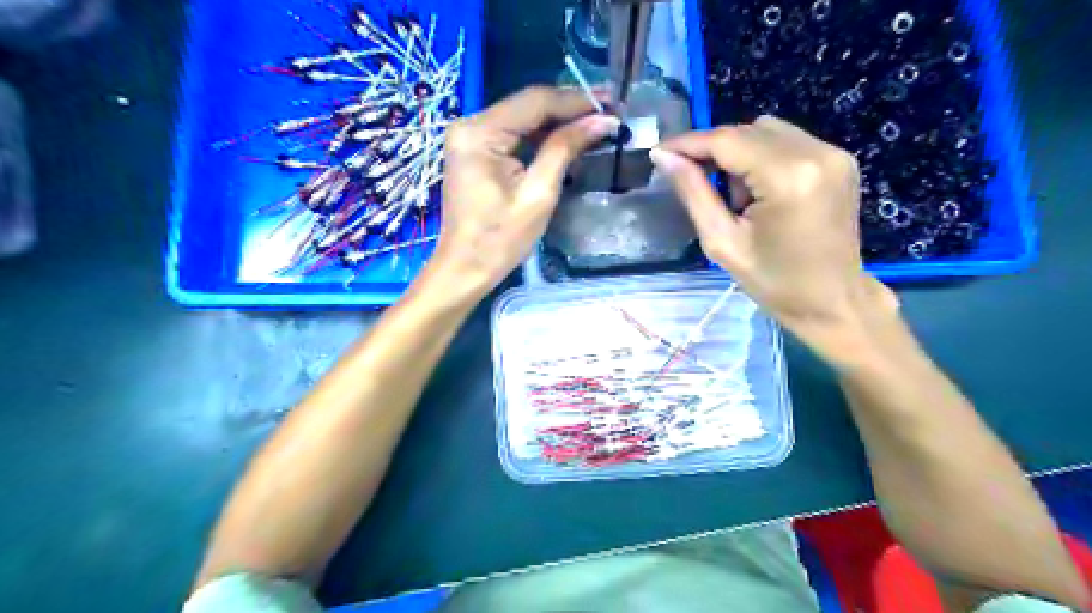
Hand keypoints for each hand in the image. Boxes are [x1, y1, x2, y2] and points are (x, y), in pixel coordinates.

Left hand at [427, 85, 618, 301]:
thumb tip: (602, 120)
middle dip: (569, 108)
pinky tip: (566, 136)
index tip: (611, 103)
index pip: (534, 101)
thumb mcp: (538, 194)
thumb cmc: (501, 239)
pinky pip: (513, 134)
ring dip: (557, 120)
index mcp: (479, 133)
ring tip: (595, 121)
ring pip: (522, 118)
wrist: (466, 268)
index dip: (576, 100)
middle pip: (527, 105)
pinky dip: (540, 135)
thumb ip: (565, 149)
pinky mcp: (474, 150)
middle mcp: (469, 125)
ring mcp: (469, 137)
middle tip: (608, 110)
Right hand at [646, 114, 894, 353]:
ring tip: (734, 197)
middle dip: (712, 150)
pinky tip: (758, 191)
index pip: (727, 141)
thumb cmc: (773, 282)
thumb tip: (663, 156)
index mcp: (788, 179)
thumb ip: (693, 192)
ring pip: (766, 131)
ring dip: (738, 153)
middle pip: (746, 131)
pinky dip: (761, 157)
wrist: (832, 300)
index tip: (659, 152)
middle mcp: (816, 153)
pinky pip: (786, 141)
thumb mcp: (722, 242)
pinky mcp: (839, 159)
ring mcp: (833, 153)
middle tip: (692, 180)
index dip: (688, 142)